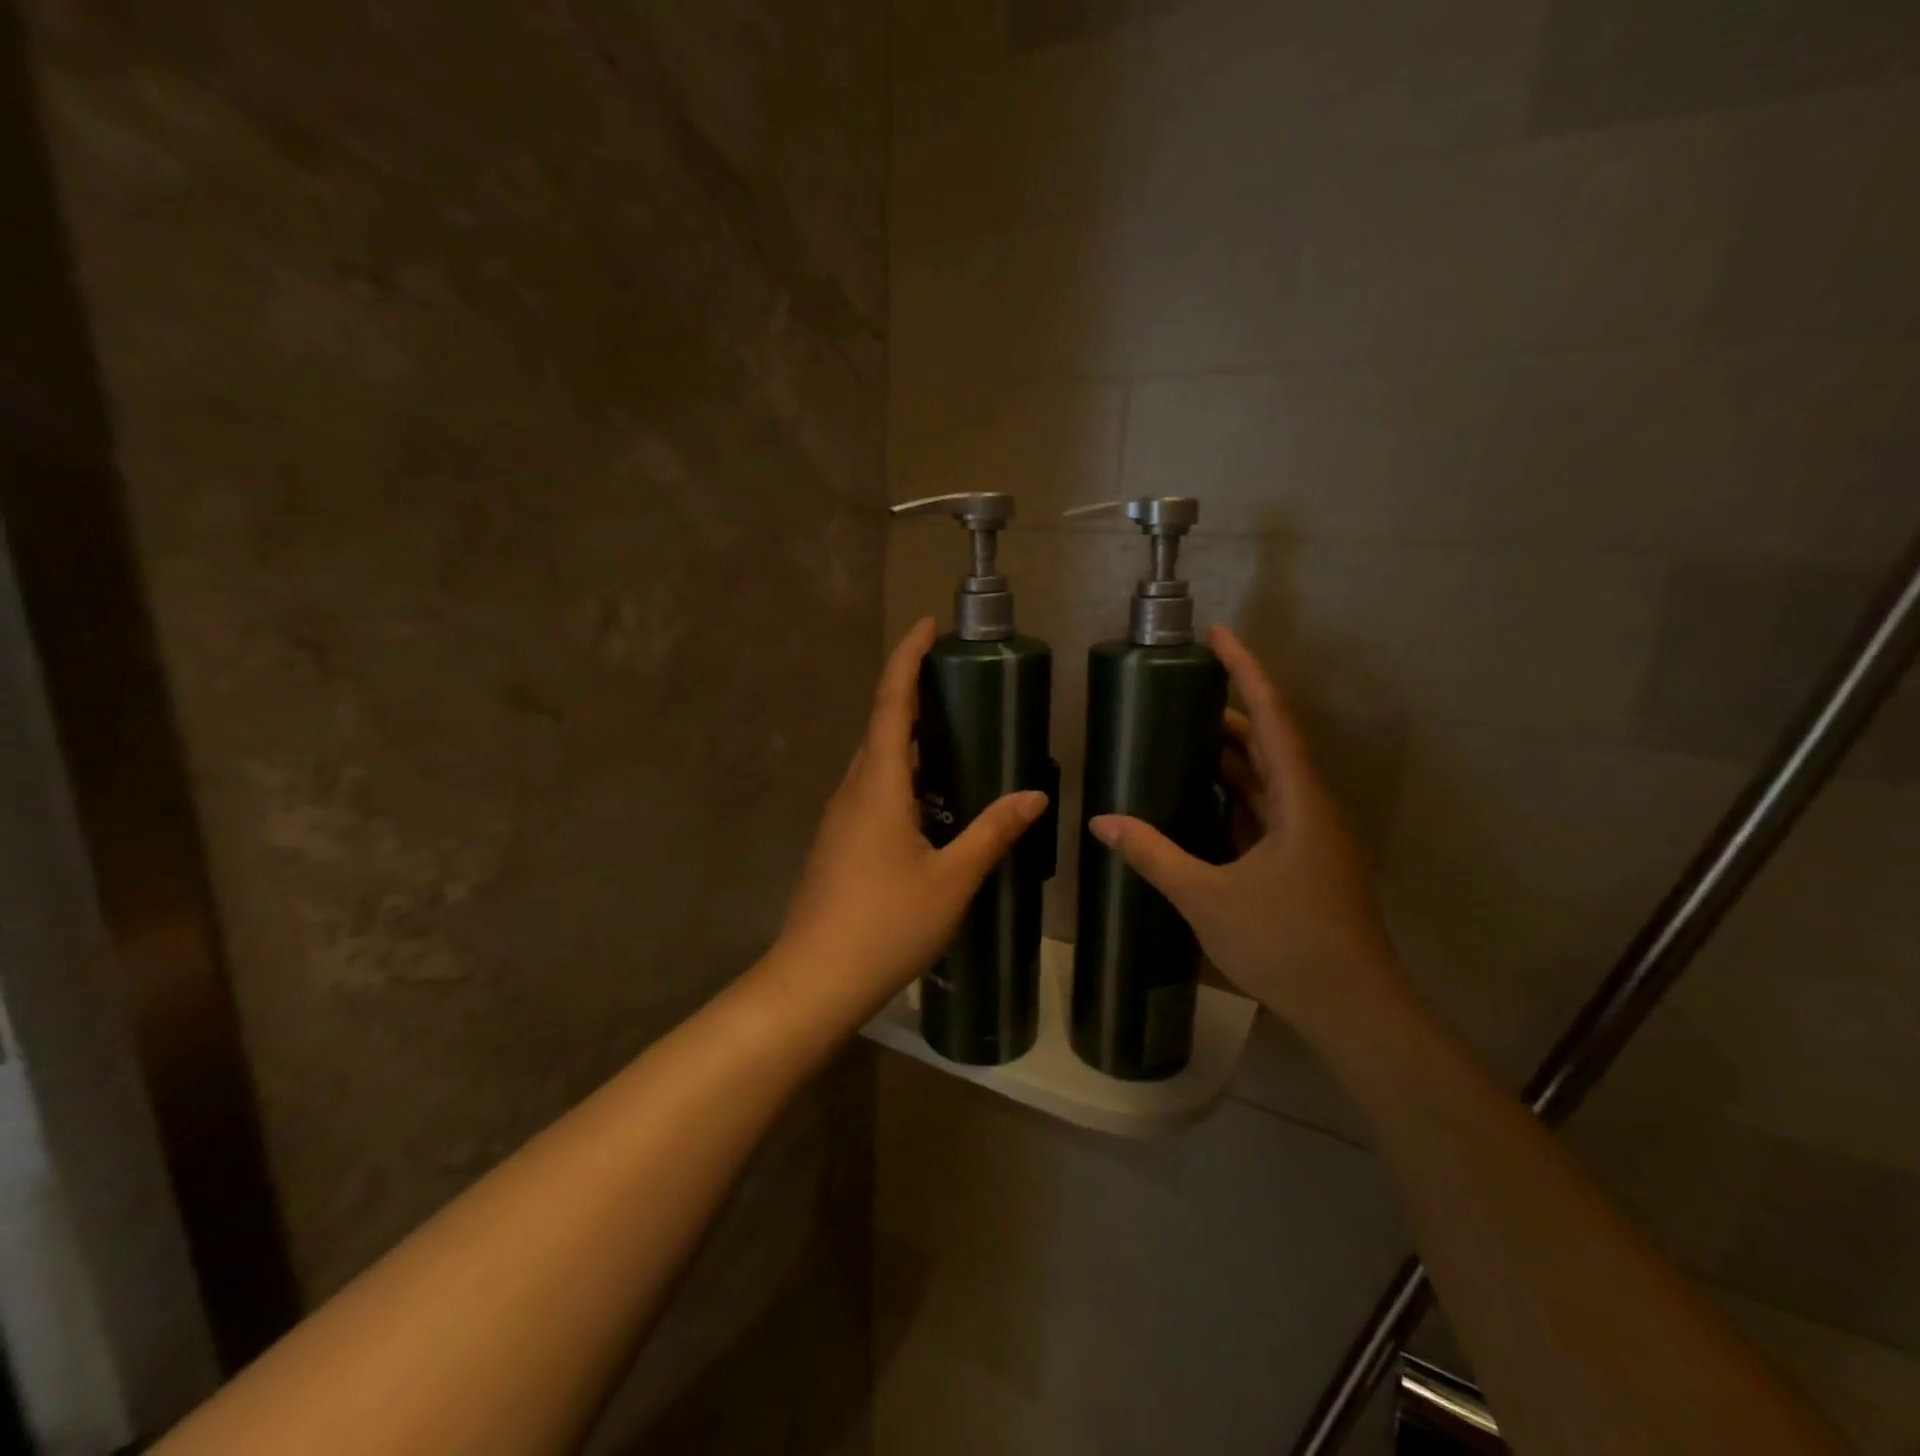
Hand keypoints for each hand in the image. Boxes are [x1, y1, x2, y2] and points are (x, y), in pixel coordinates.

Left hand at [777, 618, 1048, 1014]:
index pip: (890, 703)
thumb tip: (1035, 794)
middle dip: (911, 694)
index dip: (907, 659)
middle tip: (954, 680)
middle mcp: (852, 791)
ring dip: (906, 738)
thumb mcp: (951, 881)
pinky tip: (928, 800)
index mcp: (877, 786)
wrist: (813, 981)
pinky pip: (870, 791)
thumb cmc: (885, 925)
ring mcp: (839, 818)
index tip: (926, 624)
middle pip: (880, 727)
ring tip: (950, 734)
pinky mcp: (837, 843)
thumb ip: (992, 833)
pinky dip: (900, 776)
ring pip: (874, 762)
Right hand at [1089, 626, 1400, 1034]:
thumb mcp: (1207, 897)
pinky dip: (1234, 794)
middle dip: (1228, 713)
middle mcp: (1311, 808)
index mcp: (1300, 802)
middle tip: (1179, 692)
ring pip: (1268, 779)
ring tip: (1181, 735)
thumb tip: (1102, 821)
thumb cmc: (1286, 944)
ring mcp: (1311, 836)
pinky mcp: (1305, 861)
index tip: (1219, 634)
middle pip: (1270, 743)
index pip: (1272, 719)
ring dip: (1231, 756)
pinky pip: (1266, 810)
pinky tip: (1201, 795)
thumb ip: (1153, 854)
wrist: (1352, 1009)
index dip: (1246, 672)